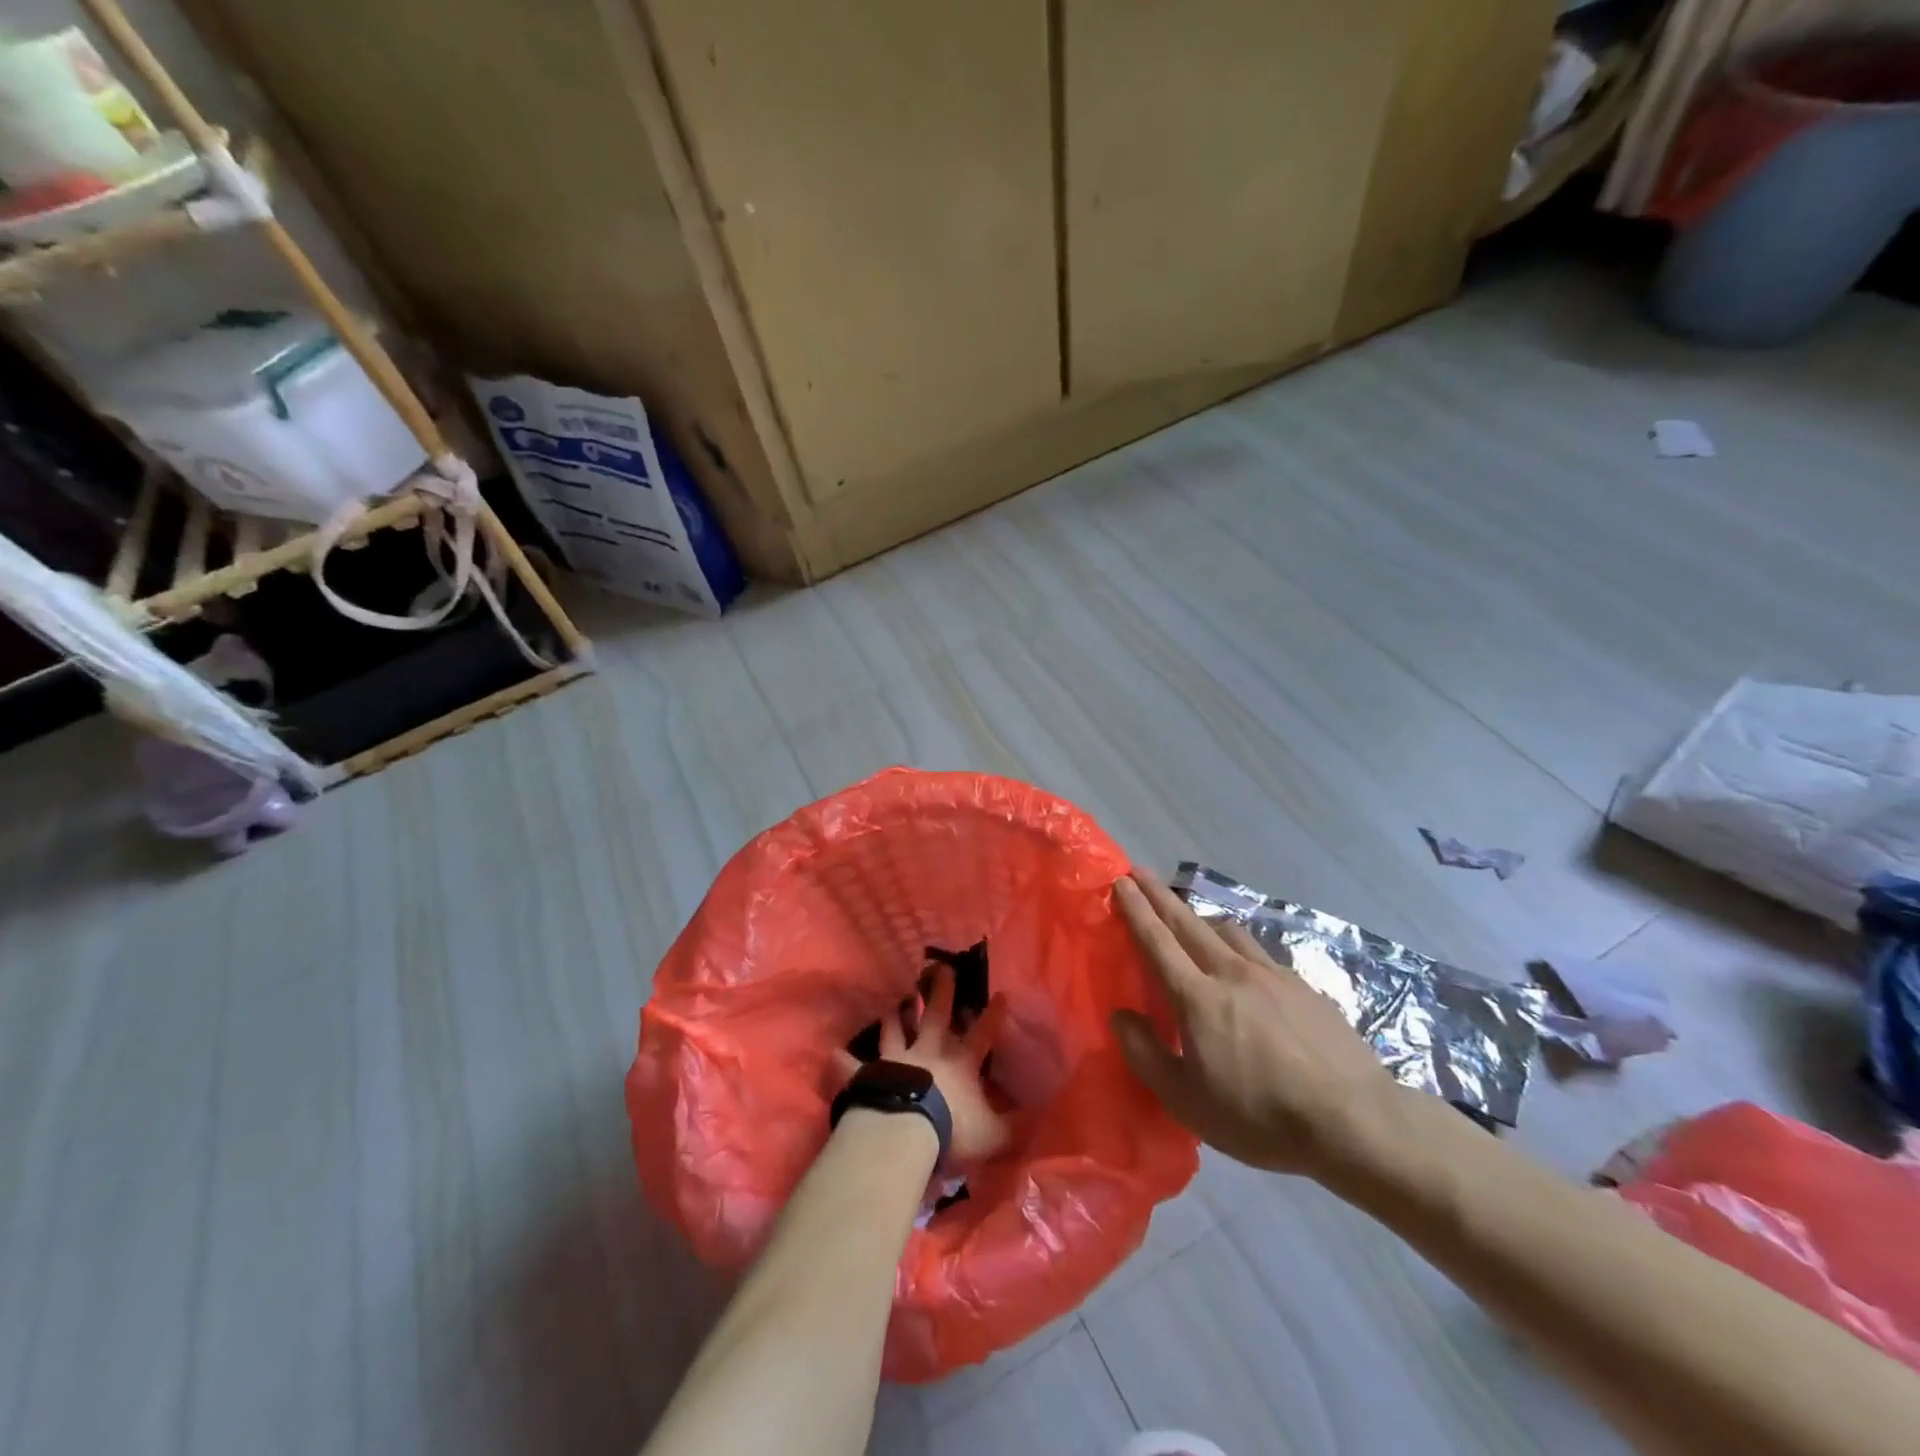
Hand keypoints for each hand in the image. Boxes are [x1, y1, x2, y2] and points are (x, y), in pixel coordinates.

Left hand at [835, 964, 1011, 1165]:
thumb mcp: (994, 1135)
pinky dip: (844, 1061)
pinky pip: (853, 1067)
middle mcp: (929, 1052)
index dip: (993, 1016)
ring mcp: (896, 1059)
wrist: (905, 1134)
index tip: (1000, 994)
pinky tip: (833, 1052)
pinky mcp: (869, 1075)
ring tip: (897, 1001)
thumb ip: (1016, 1125)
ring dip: (897, 1016)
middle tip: (940, 966)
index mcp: (960, 1064)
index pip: (983, 1034)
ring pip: (896, 1030)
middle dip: (941, 991)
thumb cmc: (952, 1132)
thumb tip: (1043, 1115)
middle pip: (936, 1015)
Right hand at [1110, 871, 1409, 1186]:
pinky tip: (1246, 970)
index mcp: (1198, 997)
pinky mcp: (1303, 986)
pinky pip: (1259, 954)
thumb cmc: (1259, 1116)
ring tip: (1192, 921)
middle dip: (1160, 894)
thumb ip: (1145, 1054)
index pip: (1157, 941)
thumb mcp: (1187, 1101)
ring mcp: (1272, 975)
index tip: (1121, 879)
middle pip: (1188, 922)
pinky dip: (1238, 948)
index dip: (1136, 908)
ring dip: (1201, 918)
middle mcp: (1231, 972)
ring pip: (1228, 931)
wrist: (1353, 1120)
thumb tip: (1121, 1016)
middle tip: (1140, 872)